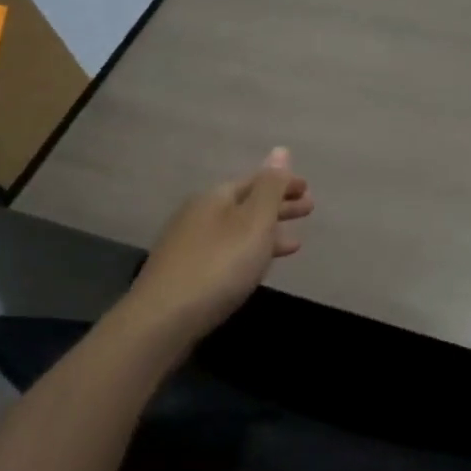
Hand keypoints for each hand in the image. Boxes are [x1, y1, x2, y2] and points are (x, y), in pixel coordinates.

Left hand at [127, 148, 313, 337]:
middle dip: (278, 206)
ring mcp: (188, 245)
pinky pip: (226, 251)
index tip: (308, 189)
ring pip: (237, 230)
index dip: (283, 183)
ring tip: (293, 243)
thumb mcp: (254, 222)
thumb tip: (280, 150)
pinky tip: (256, 268)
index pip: (256, 180)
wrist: (162, 321)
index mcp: (215, 197)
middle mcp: (199, 214)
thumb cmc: (218, 266)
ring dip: (266, 232)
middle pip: (246, 203)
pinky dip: (248, 252)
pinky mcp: (184, 274)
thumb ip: (270, 188)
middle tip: (308, 210)